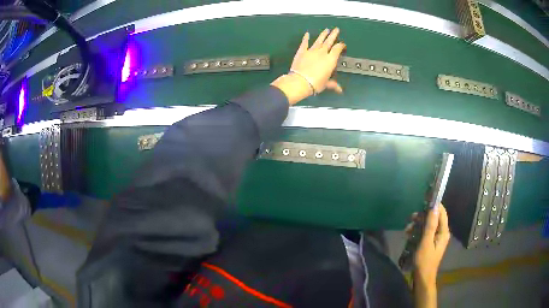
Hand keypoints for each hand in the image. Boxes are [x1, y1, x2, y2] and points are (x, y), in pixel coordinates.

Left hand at [271, 28, 345, 104]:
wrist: (300, 81)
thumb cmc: (315, 83)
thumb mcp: (326, 84)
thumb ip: (333, 85)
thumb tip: (340, 90)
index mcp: (330, 60)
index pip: (337, 49)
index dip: (341, 46)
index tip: (342, 44)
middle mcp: (322, 53)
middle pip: (329, 41)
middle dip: (333, 35)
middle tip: (336, 29)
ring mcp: (311, 51)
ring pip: (319, 40)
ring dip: (323, 35)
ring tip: (326, 29)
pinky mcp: (302, 52)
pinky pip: (304, 43)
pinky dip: (306, 38)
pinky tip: (307, 34)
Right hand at [405, 205, 450, 287]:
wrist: (422, 277)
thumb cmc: (424, 261)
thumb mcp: (426, 242)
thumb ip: (430, 225)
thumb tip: (434, 207)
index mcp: (443, 232)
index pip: (442, 212)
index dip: (434, 206)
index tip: (423, 202)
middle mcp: (441, 233)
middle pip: (434, 218)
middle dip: (422, 217)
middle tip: (411, 218)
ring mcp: (435, 238)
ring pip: (427, 225)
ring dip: (417, 225)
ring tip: (407, 229)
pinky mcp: (429, 243)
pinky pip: (424, 233)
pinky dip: (417, 232)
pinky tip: (408, 235)